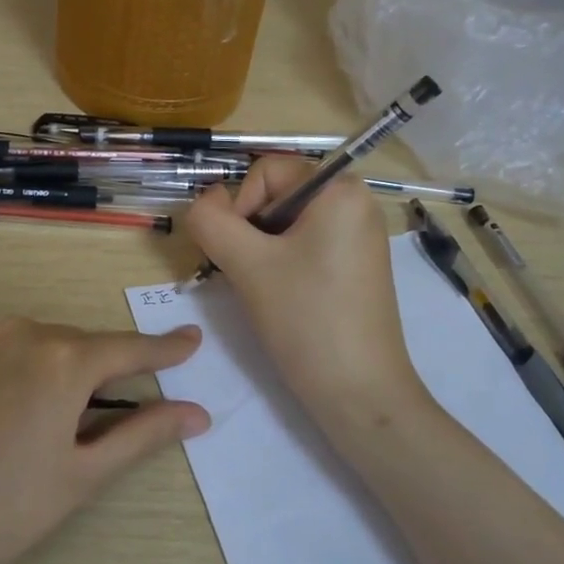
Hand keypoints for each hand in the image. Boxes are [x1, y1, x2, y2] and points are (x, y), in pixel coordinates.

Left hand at [0, 320, 209, 563]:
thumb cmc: (0, 513)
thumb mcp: (81, 476)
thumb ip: (144, 435)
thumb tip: (198, 413)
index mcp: (64, 362)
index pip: (128, 348)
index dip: (163, 349)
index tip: (190, 340)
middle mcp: (19, 330)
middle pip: (73, 345)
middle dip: (90, 373)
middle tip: (85, 418)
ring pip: (26, 342)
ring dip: (40, 368)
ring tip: (21, 423)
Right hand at [183, 157, 426, 429]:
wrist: (359, 393)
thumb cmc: (306, 319)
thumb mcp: (247, 264)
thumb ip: (211, 221)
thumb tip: (203, 200)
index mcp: (340, 189)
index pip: (266, 171)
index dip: (240, 206)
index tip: (239, 254)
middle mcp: (356, 203)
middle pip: (277, 195)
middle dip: (250, 231)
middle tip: (248, 275)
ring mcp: (359, 236)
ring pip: (286, 224)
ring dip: (261, 250)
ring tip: (264, 290)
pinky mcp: (356, 266)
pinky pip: (306, 245)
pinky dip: (282, 264)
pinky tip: (282, 297)